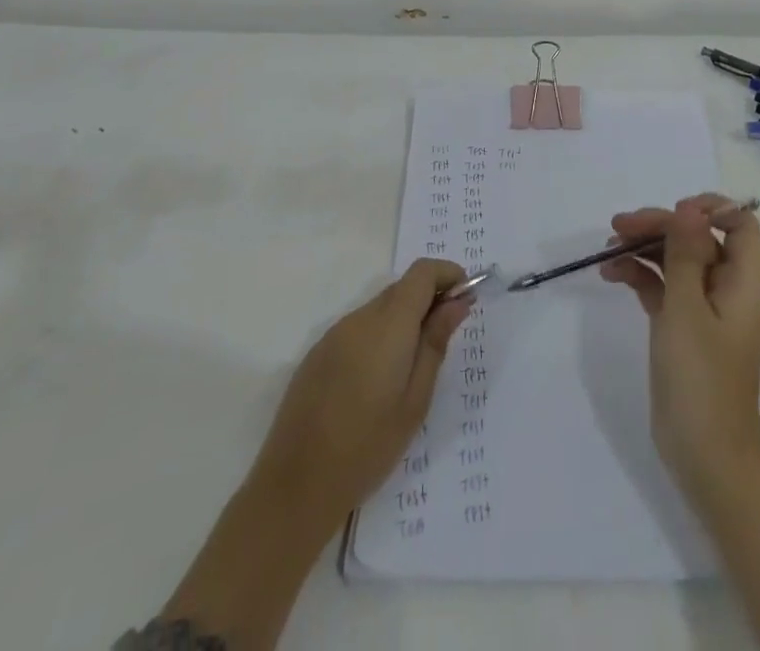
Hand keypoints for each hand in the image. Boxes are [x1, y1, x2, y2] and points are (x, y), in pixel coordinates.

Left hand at [249, 258, 472, 532]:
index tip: (465, 297)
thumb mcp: (415, 401)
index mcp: (388, 325)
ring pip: (379, 308)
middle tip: (446, 334)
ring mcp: (334, 334)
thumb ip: (435, 343)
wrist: (295, 487)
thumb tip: (457, 303)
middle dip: (429, 299)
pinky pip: (358, 329)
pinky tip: (379, 380)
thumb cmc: (367, 447)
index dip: (447, 274)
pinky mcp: (318, 354)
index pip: (422, 272)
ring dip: (403, 320)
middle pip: (401, 288)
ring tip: (414, 365)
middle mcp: (359, 318)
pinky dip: (379, 336)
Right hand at [599, 194, 759, 506]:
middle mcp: (725, 290)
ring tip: (607, 249)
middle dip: (660, 226)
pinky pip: (662, 288)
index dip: (711, 209)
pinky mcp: (682, 329)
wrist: (705, 458)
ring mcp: (703, 311)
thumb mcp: (687, 309)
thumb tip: (690, 208)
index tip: (673, 212)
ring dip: (644, 249)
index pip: (740, 226)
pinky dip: (639, 276)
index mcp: (741, 282)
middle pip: (698, 239)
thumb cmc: (701, 380)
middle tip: (618, 226)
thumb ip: (686, 254)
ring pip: (676, 261)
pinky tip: (611, 274)